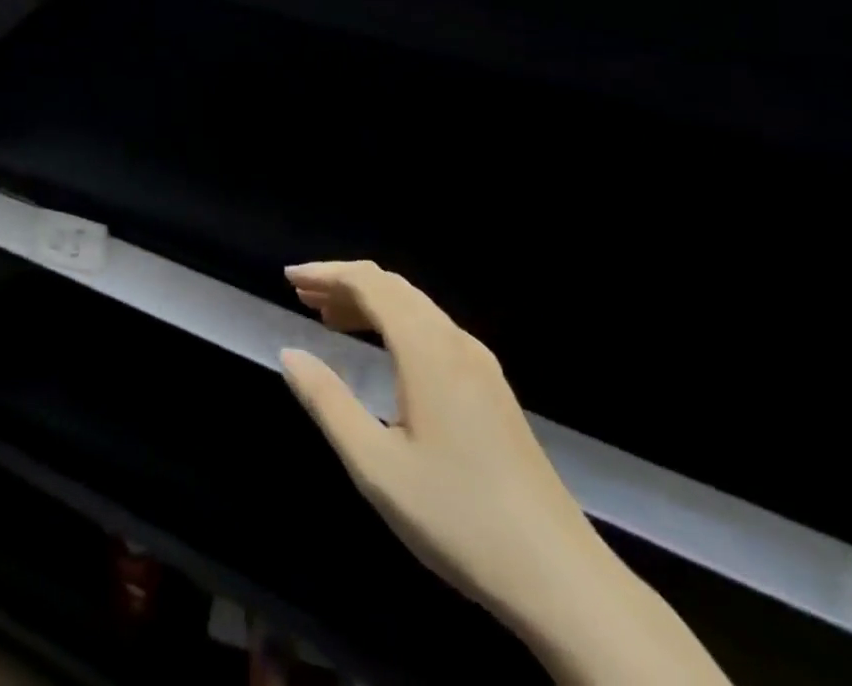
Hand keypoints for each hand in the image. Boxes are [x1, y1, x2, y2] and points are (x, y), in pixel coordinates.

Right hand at [279, 261, 592, 622]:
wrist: (561, 578)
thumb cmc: (457, 517)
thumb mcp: (376, 466)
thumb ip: (327, 401)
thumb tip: (290, 353)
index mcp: (427, 350)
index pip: (370, 284)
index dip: (327, 273)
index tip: (290, 279)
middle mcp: (455, 343)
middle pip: (393, 288)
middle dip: (345, 283)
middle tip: (303, 297)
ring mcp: (480, 365)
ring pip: (416, 308)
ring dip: (370, 303)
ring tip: (329, 319)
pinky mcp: (492, 388)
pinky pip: (434, 330)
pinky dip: (396, 324)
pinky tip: (382, 352)